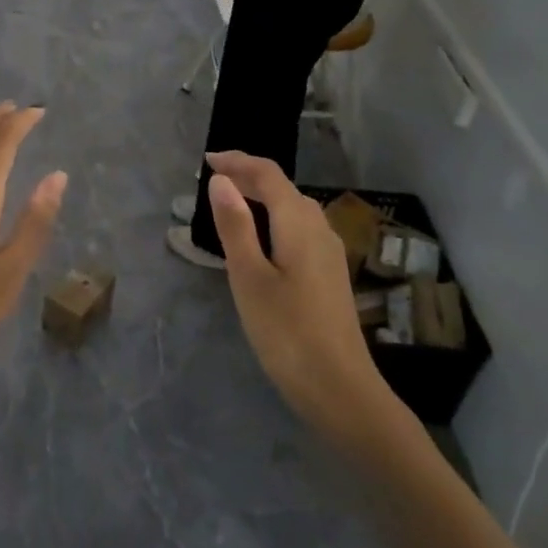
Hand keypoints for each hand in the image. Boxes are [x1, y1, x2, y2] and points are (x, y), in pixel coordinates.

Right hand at [205, 151, 392, 428]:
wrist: (339, 387)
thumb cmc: (286, 331)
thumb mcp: (249, 277)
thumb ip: (235, 225)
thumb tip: (221, 181)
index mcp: (299, 223)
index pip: (268, 174)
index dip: (238, 161)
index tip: (207, 160)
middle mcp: (319, 228)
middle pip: (283, 188)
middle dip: (249, 176)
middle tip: (214, 180)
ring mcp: (329, 252)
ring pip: (294, 208)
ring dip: (263, 197)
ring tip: (231, 204)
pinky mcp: (330, 274)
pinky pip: (300, 229)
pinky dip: (275, 219)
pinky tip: (261, 240)